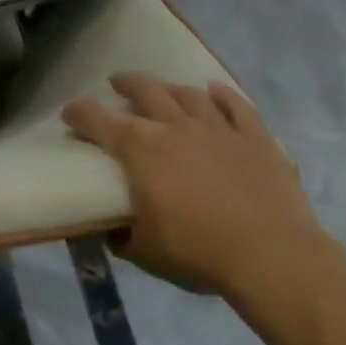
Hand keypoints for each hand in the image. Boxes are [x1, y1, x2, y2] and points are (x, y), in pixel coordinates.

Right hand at [63, 75, 334, 300]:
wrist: (275, 261)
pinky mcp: (256, 140)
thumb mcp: (146, 252)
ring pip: (187, 93)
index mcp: (137, 147)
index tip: (70, 116)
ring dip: (171, 88)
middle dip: (126, 83)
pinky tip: (216, 90)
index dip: (77, 113)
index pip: (95, 118)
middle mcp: (172, 125)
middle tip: (117, 84)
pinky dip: (225, 95)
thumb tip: (108, 230)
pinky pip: (238, 107)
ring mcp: (217, 129)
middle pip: (144, 89)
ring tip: (164, 90)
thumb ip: (122, 236)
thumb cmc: (201, 253)